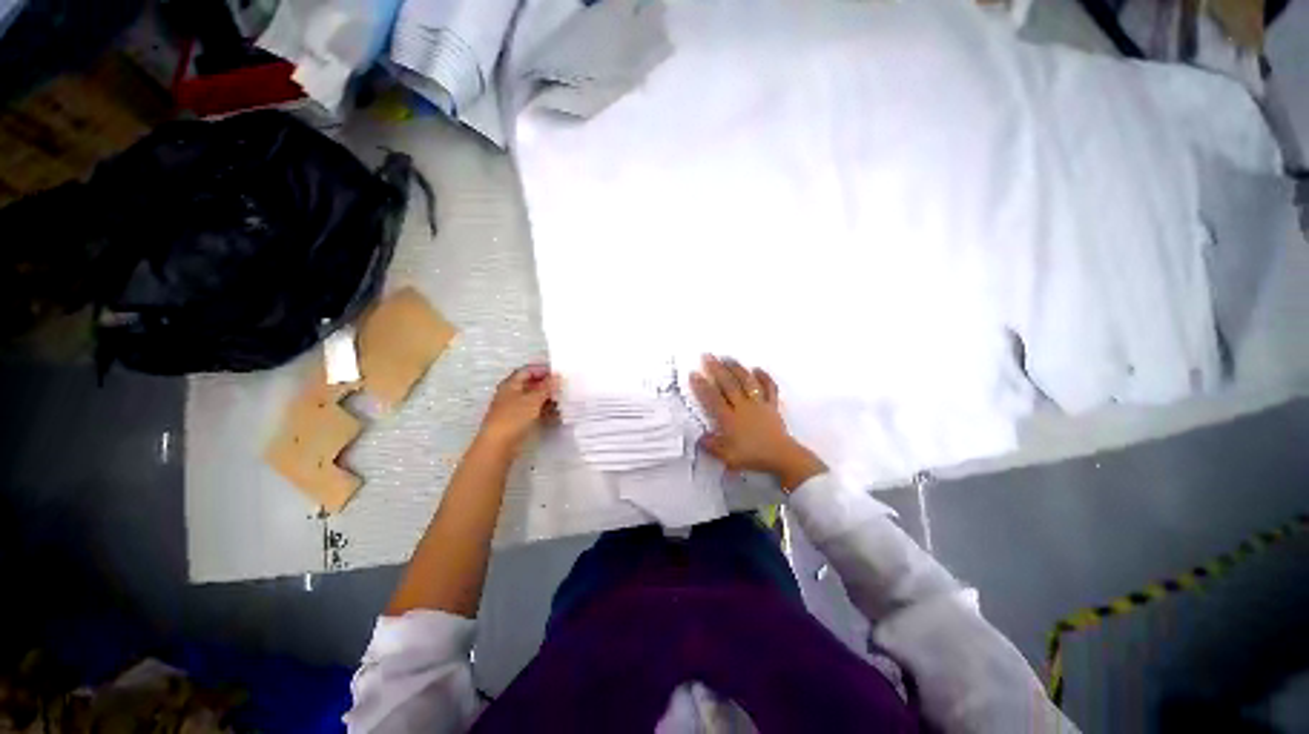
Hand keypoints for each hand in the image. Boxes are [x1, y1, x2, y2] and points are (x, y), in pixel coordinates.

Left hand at [475, 364, 558, 455]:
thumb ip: (546, 387)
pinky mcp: (518, 422)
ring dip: (548, 399)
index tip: (558, 373)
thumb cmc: (514, 418)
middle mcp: (512, 394)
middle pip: (531, 385)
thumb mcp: (533, 399)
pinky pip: (534, 412)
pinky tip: (557, 414)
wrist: (498, 446)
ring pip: (534, 399)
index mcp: (511, 384)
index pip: (527, 371)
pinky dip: (545, 411)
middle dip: (547, 385)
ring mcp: (514, 409)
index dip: (542, 370)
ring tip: (563, 401)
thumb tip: (557, 376)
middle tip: (563, 387)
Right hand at [690, 355, 826, 491]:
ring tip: (727, 357)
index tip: (694, 373)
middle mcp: (742, 407)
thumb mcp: (728, 457)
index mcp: (729, 419)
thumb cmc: (753, 457)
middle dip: (716, 369)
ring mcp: (758, 404)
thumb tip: (699, 437)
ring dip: (736, 368)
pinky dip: (764, 377)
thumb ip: (712, 446)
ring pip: (746, 381)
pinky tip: (757, 369)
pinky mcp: (771, 405)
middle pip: (728, 384)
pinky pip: (769, 388)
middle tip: (707, 356)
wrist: (781, 457)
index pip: (713, 398)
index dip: (702, 386)